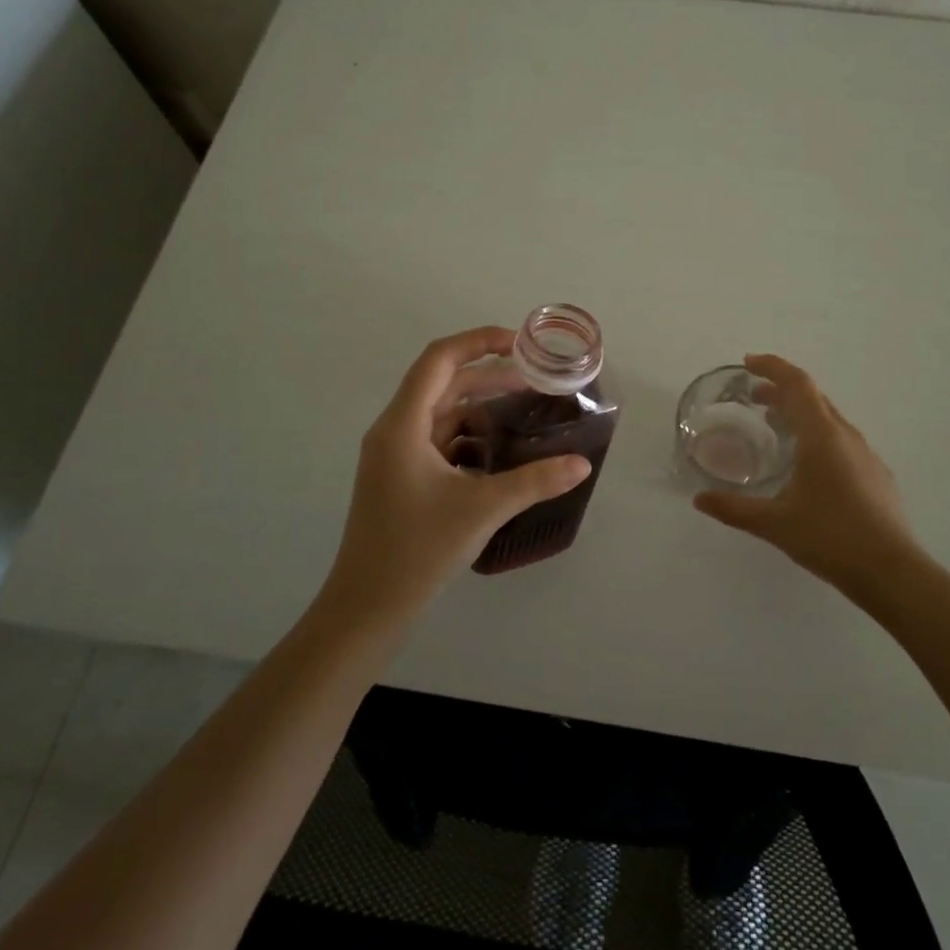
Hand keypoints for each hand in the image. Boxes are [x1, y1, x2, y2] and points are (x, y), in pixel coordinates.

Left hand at [321, 327, 591, 626]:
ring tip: (522, 412)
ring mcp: (394, 457)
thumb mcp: (483, 509)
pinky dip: (469, 438)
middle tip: (534, 380)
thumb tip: (582, 463)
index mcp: (402, 425)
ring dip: (479, 408)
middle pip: (442, 384)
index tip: (519, 343)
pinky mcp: (400, 480)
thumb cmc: (417, 550)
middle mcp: (393, 431)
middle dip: (488, 376)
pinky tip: (499, 454)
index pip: (439, 359)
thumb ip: (535, 481)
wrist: (366, 609)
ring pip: (441, 415)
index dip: (479, 341)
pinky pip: (437, 442)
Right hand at [693, 354, 921, 594]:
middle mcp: (846, 436)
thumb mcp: (774, 523)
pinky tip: (807, 466)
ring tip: (775, 426)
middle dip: (782, 389)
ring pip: (829, 419)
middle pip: (813, 397)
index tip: (747, 363)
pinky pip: (841, 441)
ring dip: (800, 413)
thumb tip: (699, 500)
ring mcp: (865, 455)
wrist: (892, 572)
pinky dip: (818, 436)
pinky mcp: (876, 475)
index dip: (772, 366)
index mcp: (821, 435)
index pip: (797, 383)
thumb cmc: (830, 537)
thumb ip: (734, 509)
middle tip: (754, 397)